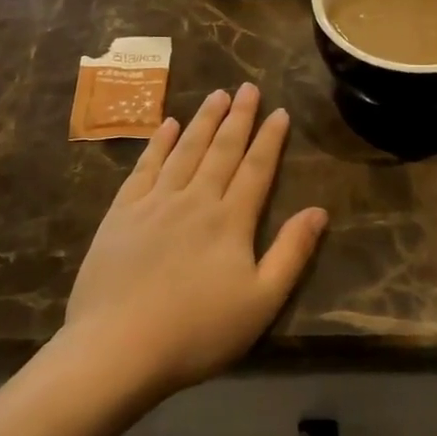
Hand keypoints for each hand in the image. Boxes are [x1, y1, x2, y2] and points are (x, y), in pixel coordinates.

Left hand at [61, 84, 327, 398]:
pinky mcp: (122, 212)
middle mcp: (195, 199)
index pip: (256, 168)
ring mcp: (155, 202)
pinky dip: (159, 143)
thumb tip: (319, 211)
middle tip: (248, 87)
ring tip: (216, 94)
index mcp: (230, 220)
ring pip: (185, 150)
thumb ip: (291, 254)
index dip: (270, 139)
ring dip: (203, 120)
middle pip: (222, 150)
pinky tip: (168, 125)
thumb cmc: (196, 332)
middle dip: (238, 117)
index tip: (280, 112)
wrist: (117, 348)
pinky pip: (145, 167)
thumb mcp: (260, 302)